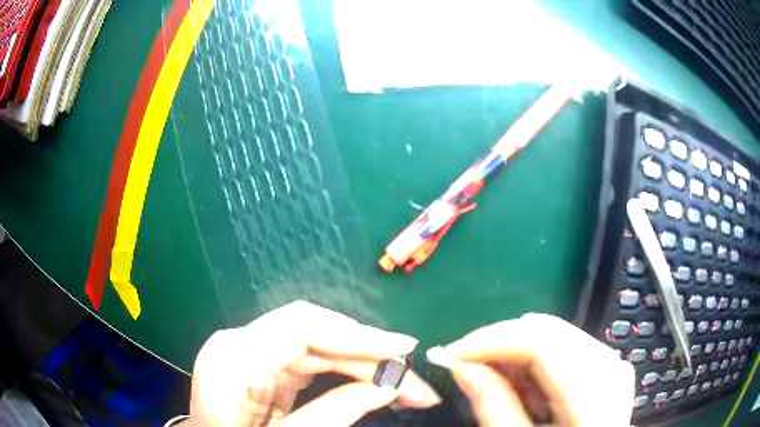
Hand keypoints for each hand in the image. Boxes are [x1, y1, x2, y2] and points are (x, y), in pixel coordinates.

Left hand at [189, 301, 440, 425]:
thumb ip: (333, 413)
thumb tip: (388, 385)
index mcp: (232, 359)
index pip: (302, 328)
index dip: (357, 334)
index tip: (403, 349)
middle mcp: (238, 344)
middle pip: (314, 332)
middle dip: (367, 353)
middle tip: (411, 379)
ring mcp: (247, 352)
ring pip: (316, 344)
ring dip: (360, 362)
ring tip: (400, 383)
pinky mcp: (259, 365)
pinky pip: (308, 360)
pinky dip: (342, 370)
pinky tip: (367, 381)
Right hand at [441, 313, 634, 425]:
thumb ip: (493, 407)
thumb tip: (461, 365)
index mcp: (595, 398)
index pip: (543, 343)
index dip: (492, 341)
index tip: (452, 355)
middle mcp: (611, 370)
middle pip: (549, 332)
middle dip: (500, 344)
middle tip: (465, 366)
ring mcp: (613, 365)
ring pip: (555, 336)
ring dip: (515, 353)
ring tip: (491, 380)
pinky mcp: (607, 368)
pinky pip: (565, 348)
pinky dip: (534, 362)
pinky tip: (521, 385)